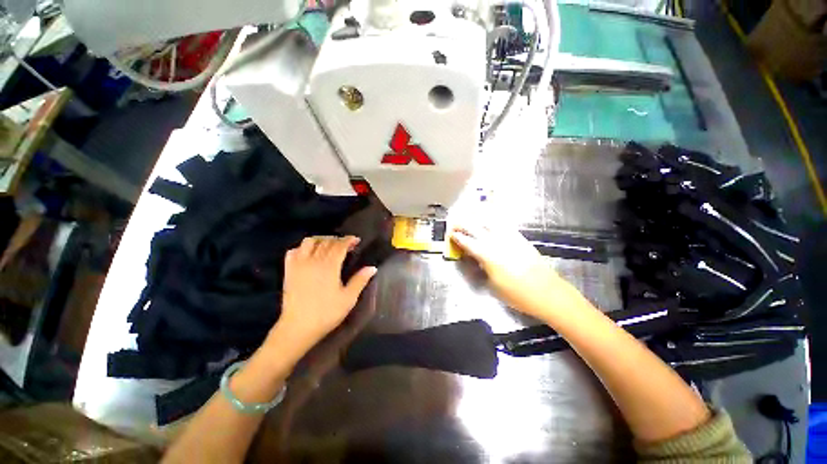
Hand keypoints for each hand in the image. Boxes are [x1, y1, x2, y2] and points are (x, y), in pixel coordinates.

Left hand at [270, 236, 376, 355]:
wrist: (298, 327)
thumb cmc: (326, 313)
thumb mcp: (348, 298)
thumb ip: (360, 280)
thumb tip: (372, 268)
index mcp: (329, 266)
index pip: (340, 245)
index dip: (349, 240)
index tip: (356, 240)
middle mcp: (314, 260)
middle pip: (326, 242)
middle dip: (338, 240)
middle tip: (346, 244)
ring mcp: (299, 264)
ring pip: (309, 242)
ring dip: (321, 239)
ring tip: (328, 245)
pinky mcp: (289, 271)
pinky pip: (293, 251)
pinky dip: (302, 248)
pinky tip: (309, 253)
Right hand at [450, 225, 580, 320]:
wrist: (548, 293)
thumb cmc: (517, 294)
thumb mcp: (493, 285)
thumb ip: (482, 268)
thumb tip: (476, 259)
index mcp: (488, 256)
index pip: (468, 243)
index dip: (458, 237)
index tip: (450, 233)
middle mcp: (497, 243)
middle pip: (476, 228)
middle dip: (463, 224)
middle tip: (455, 222)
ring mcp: (510, 239)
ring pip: (490, 222)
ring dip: (477, 218)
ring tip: (470, 216)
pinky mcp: (520, 239)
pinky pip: (504, 225)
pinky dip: (494, 220)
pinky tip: (491, 219)